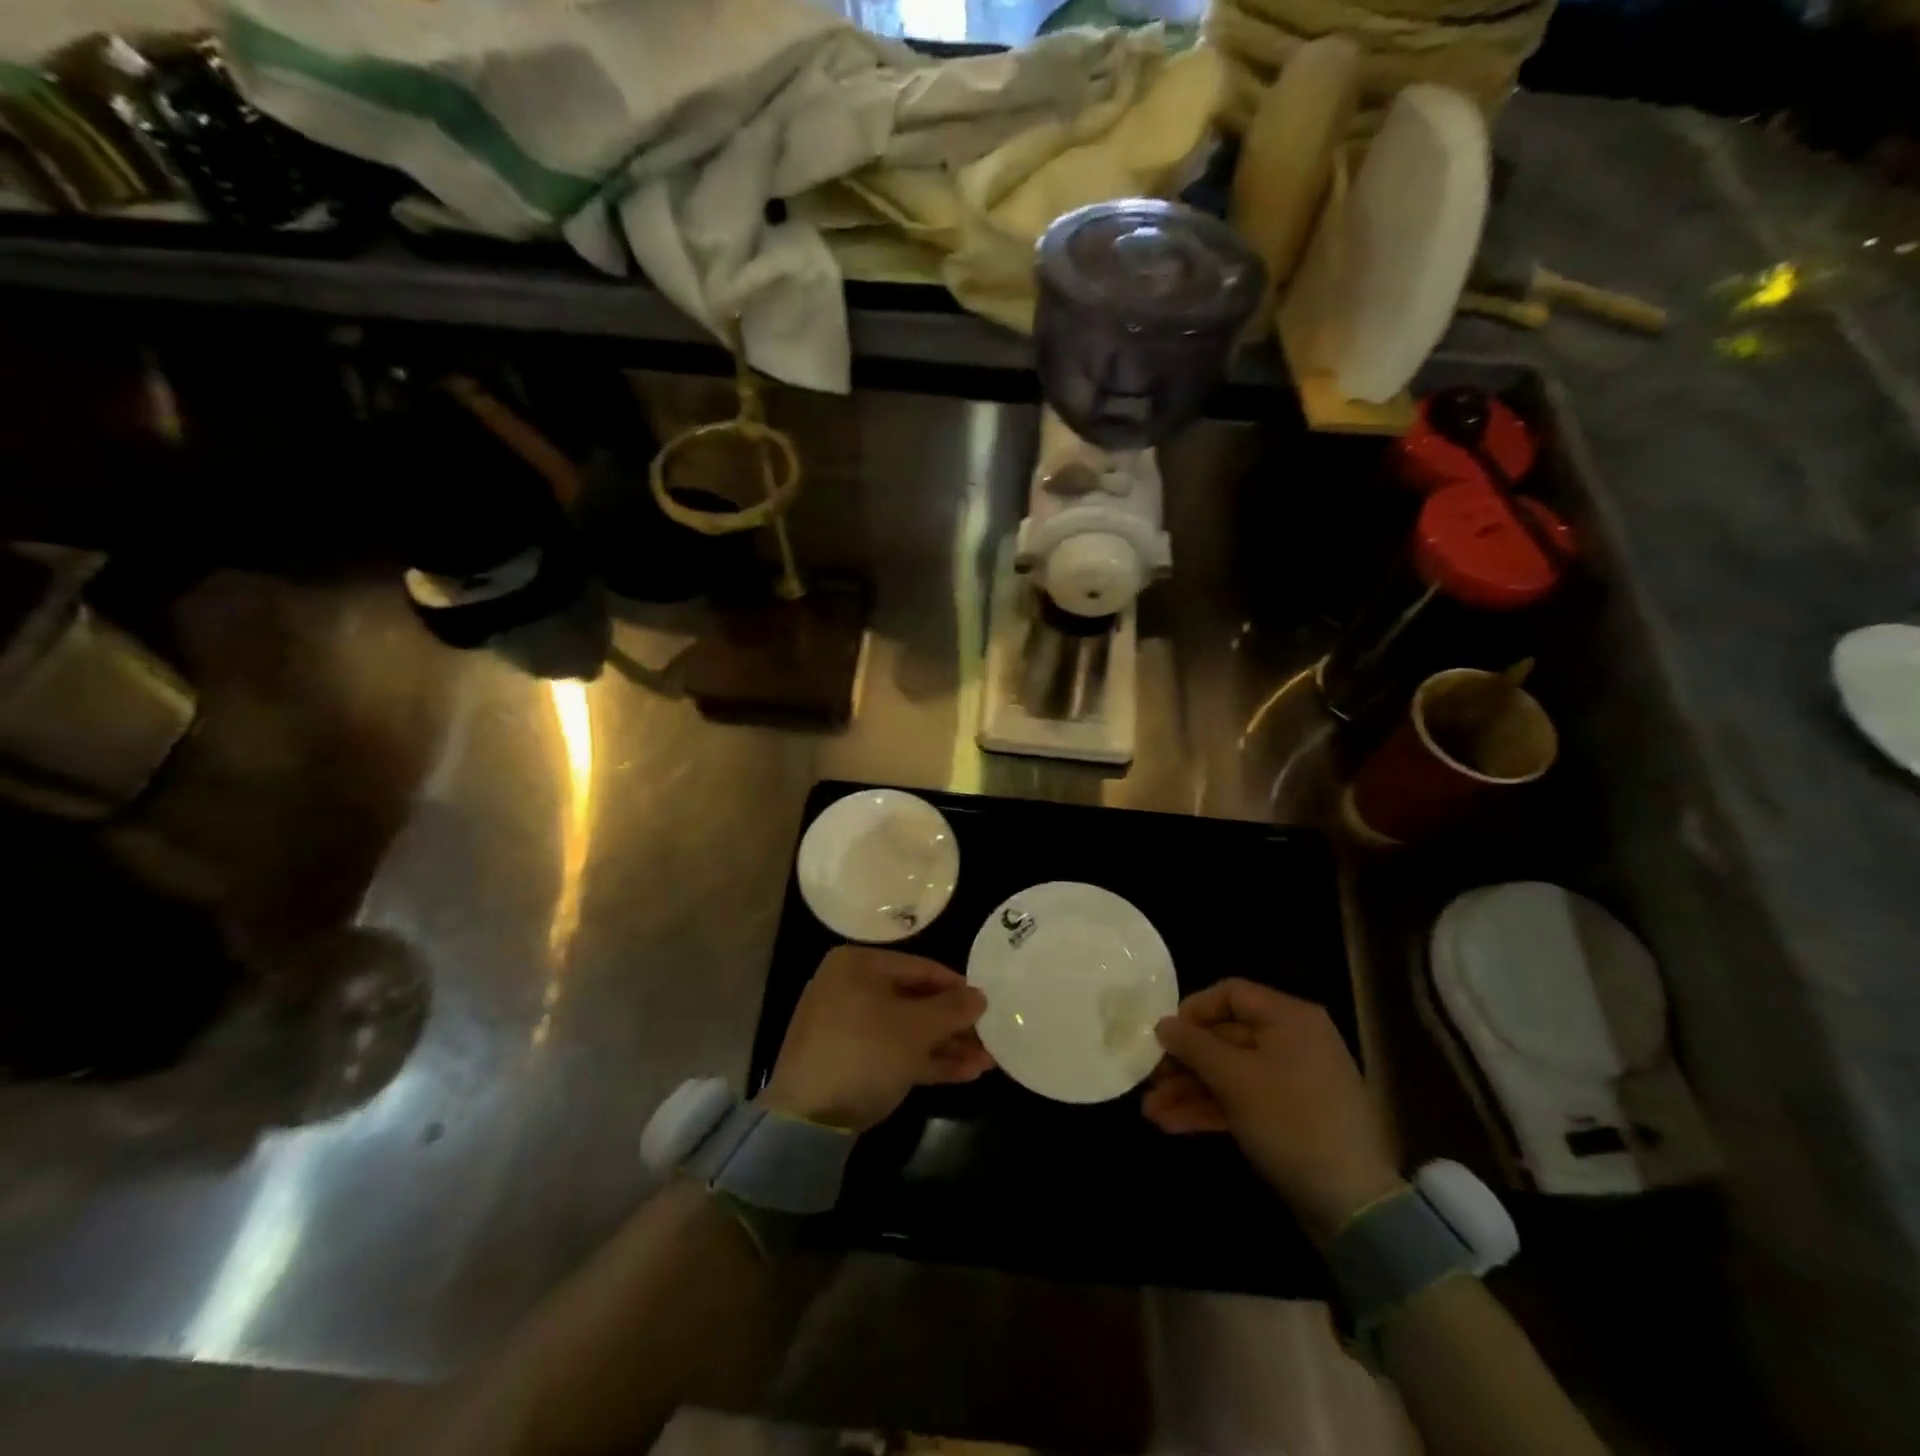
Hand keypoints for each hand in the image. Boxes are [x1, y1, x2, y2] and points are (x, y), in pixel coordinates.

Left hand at [761, 946, 993, 1131]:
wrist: (806, 1119)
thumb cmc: (865, 1053)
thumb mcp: (915, 1029)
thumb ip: (951, 1009)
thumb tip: (979, 996)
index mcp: (858, 965)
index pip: (920, 968)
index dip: (957, 987)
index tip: (987, 1004)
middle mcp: (850, 988)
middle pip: (915, 1000)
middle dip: (954, 1023)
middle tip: (991, 1037)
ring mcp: (847, 1027)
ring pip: (906, 1030)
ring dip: (946, 1046)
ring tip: (988, 1060)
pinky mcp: (849, 1062)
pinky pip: (893, 1052)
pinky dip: (925, 1061)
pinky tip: (964, 1073)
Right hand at [1143, 979, 1403, 1240]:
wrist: (1353, 1206)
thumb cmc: (1291, 1122)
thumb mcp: (1235, 1079)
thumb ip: (1193, 1046)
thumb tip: (1162, 1024)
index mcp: (1289, 1018)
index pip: (1231, 994)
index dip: (1193, 1010)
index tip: (1163, 1035)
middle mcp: (1292, 1041)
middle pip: (1225, 1037)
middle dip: (1184, 1061)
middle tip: (1148, 1079)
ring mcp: (1292, 1081)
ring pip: (1229, 1073)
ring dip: (1189, 1090)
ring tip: (1151, 1111)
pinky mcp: (1288, 1118)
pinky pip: (1242, 1100)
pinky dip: (1210, 1109)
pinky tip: (1172, 1124)